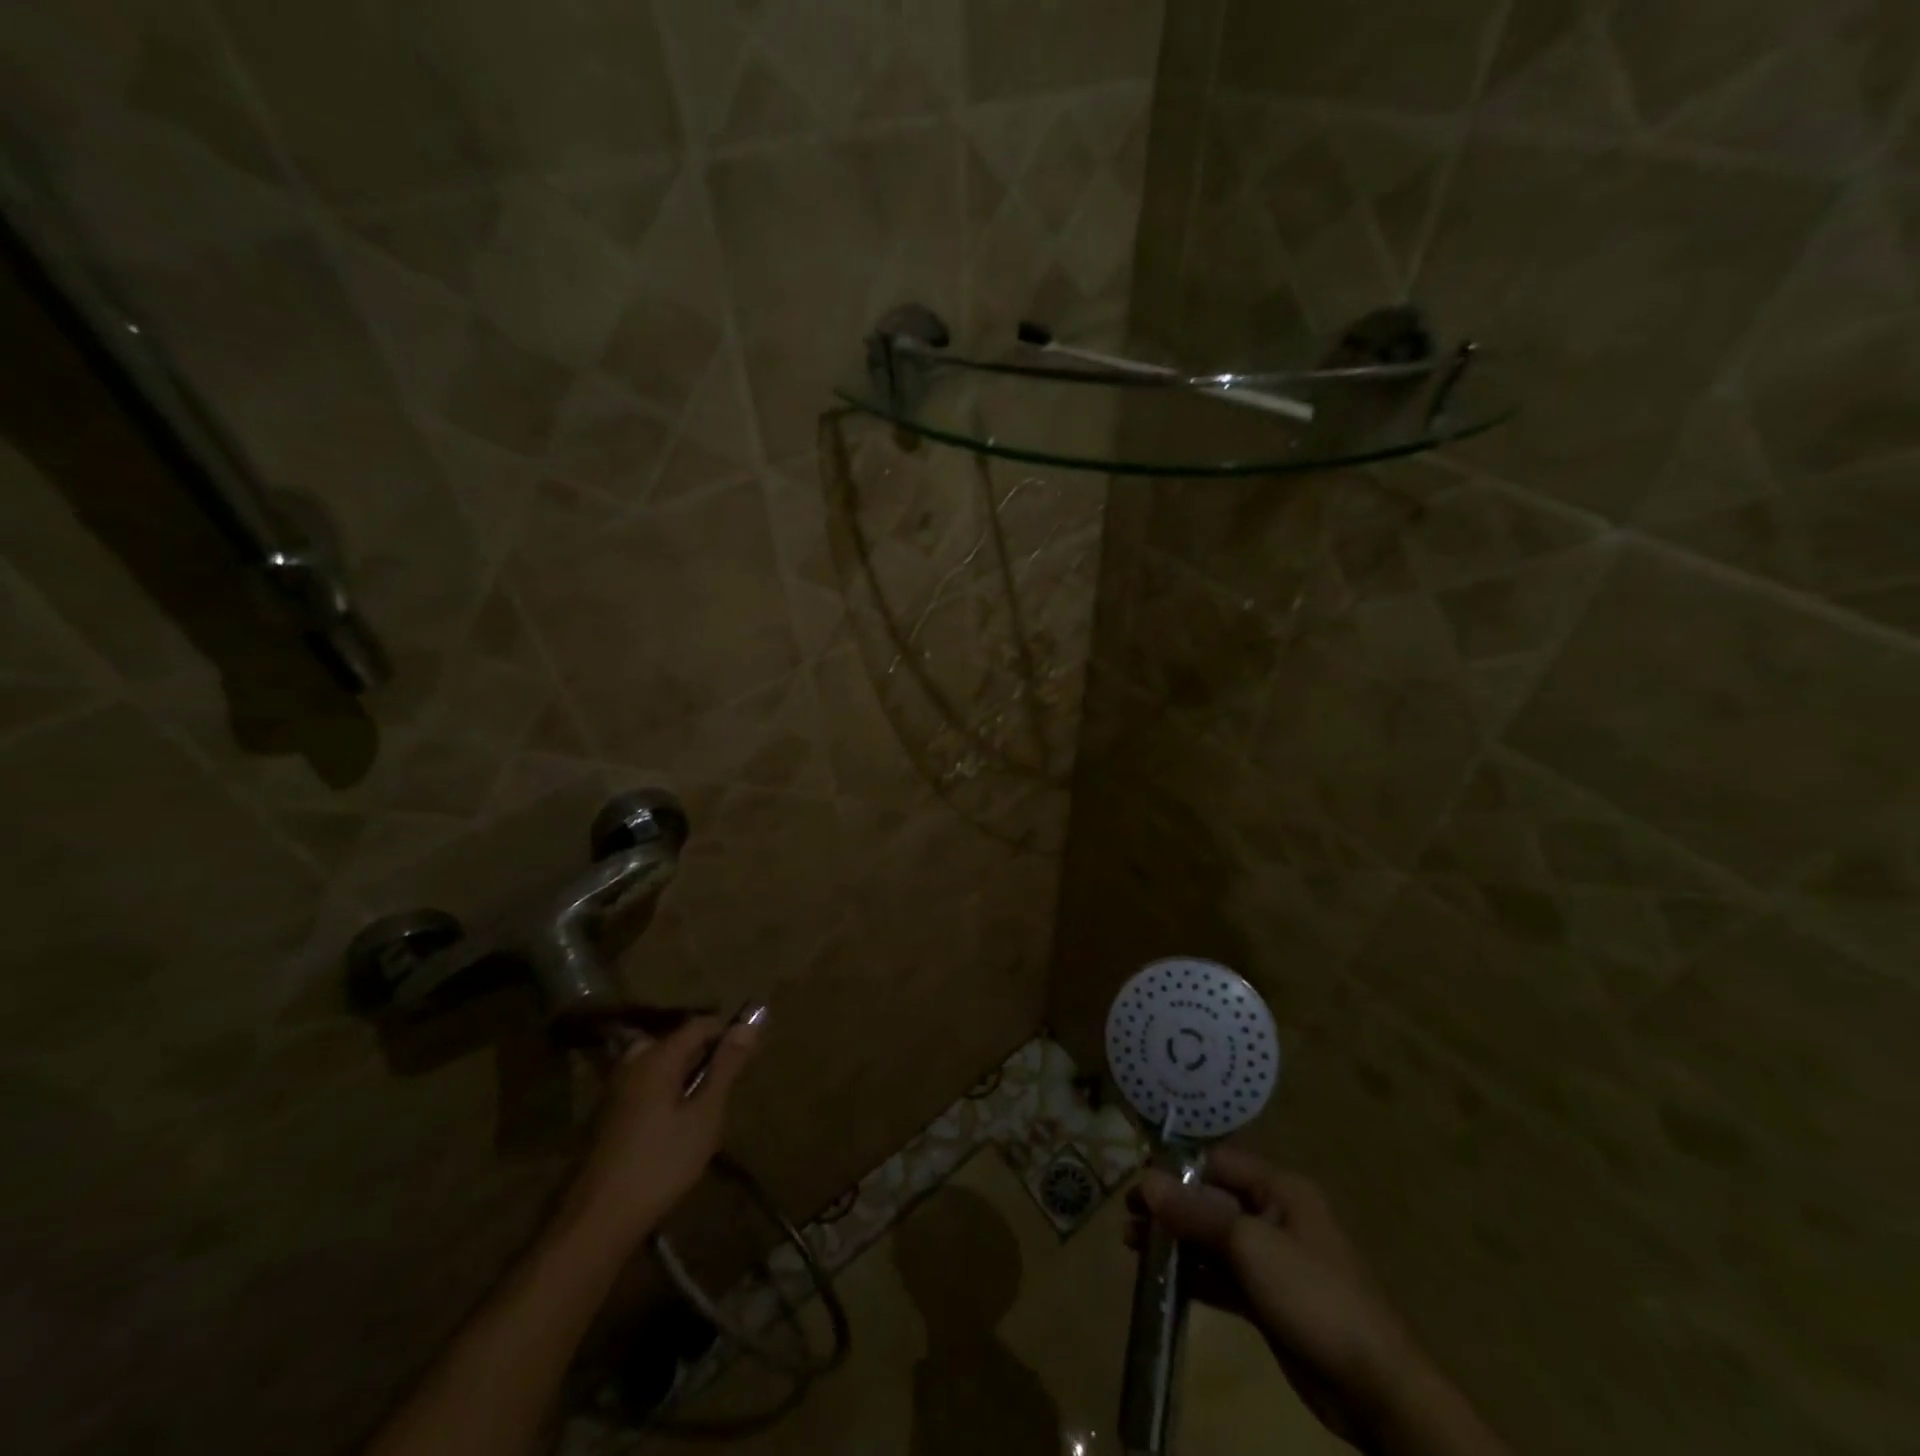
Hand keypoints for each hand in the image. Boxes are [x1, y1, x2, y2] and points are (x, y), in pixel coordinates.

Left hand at [559, 1015, 759, 1253]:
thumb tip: (749, 1024)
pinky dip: (664, 1092)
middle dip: (703, 1055)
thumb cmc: (660, 1164)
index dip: (726, 1031)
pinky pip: (643, 1086)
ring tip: (703, 1107)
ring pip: (658, 1065)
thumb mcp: (704, 1115)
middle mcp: (632, 1064)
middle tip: (724, 1086)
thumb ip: (726, 1067)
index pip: (699, 1024)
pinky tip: (673, 1127)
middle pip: (676, 1042)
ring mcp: (614, 1090)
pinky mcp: (605, 1116)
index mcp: (657, 1057)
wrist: (596, 1221)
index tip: (747, 1053)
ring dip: (683, 1075)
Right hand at [1127, 1149, 1421, 1447]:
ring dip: (1177, 1242)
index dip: (1176, 1170)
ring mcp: (1275, 1259)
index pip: (1216, 1162)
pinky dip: (1196, 1275)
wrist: (1377, 1388)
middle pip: (1212, 1200)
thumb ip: (1196, 1213)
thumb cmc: (1313, 1296)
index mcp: (1279, 1188)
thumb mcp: (1250, 1247)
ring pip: (1215, 1239)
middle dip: (1171, 1208)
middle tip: (1126, 1219)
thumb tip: (1146, 1180)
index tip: (1136, 1184)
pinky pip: (1224, 1275)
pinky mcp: (1271, 1299)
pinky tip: (1164, 1281)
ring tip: (1132, 1247)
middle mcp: (1275, 1215)